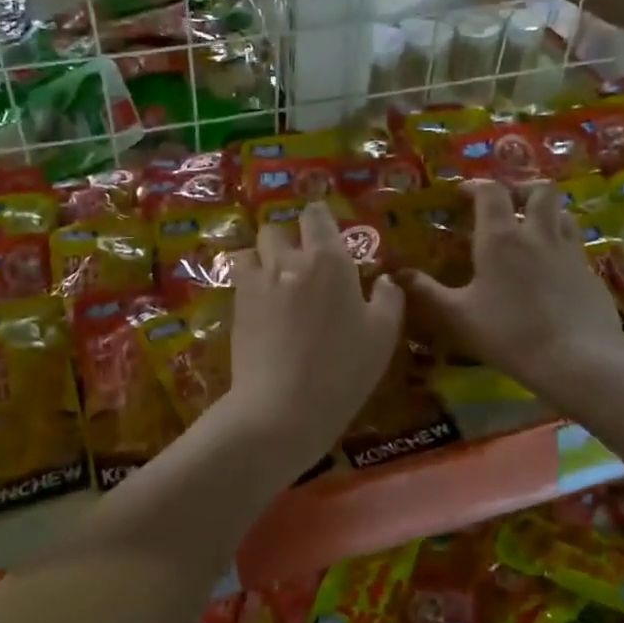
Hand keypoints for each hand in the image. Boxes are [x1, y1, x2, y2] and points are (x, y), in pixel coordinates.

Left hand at [226, 203, 405, 466]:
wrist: (282, 407)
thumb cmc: (342, 370)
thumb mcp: (382, 336)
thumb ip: (388, 299)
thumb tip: (385, 280)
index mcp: (329, 260)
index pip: (316, 215)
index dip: (319, 219)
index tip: (325, 233)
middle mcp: (288, 260)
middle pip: (277, 228)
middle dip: (288, 239)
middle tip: (302, 264)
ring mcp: (256, 282)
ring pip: (252, 249)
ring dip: (263, 256)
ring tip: (276, 280)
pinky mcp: (235, 305)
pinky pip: (238, 276)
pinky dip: (248, 279)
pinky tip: (261, 303)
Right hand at [398, 180, 623, 402]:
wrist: (579, 359)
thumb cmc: (510, 334)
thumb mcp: (457, 316)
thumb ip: (425, 292)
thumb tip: (395, 274)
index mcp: (501, 238)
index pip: (491, 192)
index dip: (475, 187)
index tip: (462, 195)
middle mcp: (537, 234)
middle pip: (539, 190)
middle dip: (520, 189)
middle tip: (504, 205)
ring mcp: (569, 251)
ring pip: (562, 212)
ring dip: (544, 213)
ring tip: (529, 230)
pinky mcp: (591, 273)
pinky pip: (575, 243)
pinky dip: (561, 243)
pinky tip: (550, 268)